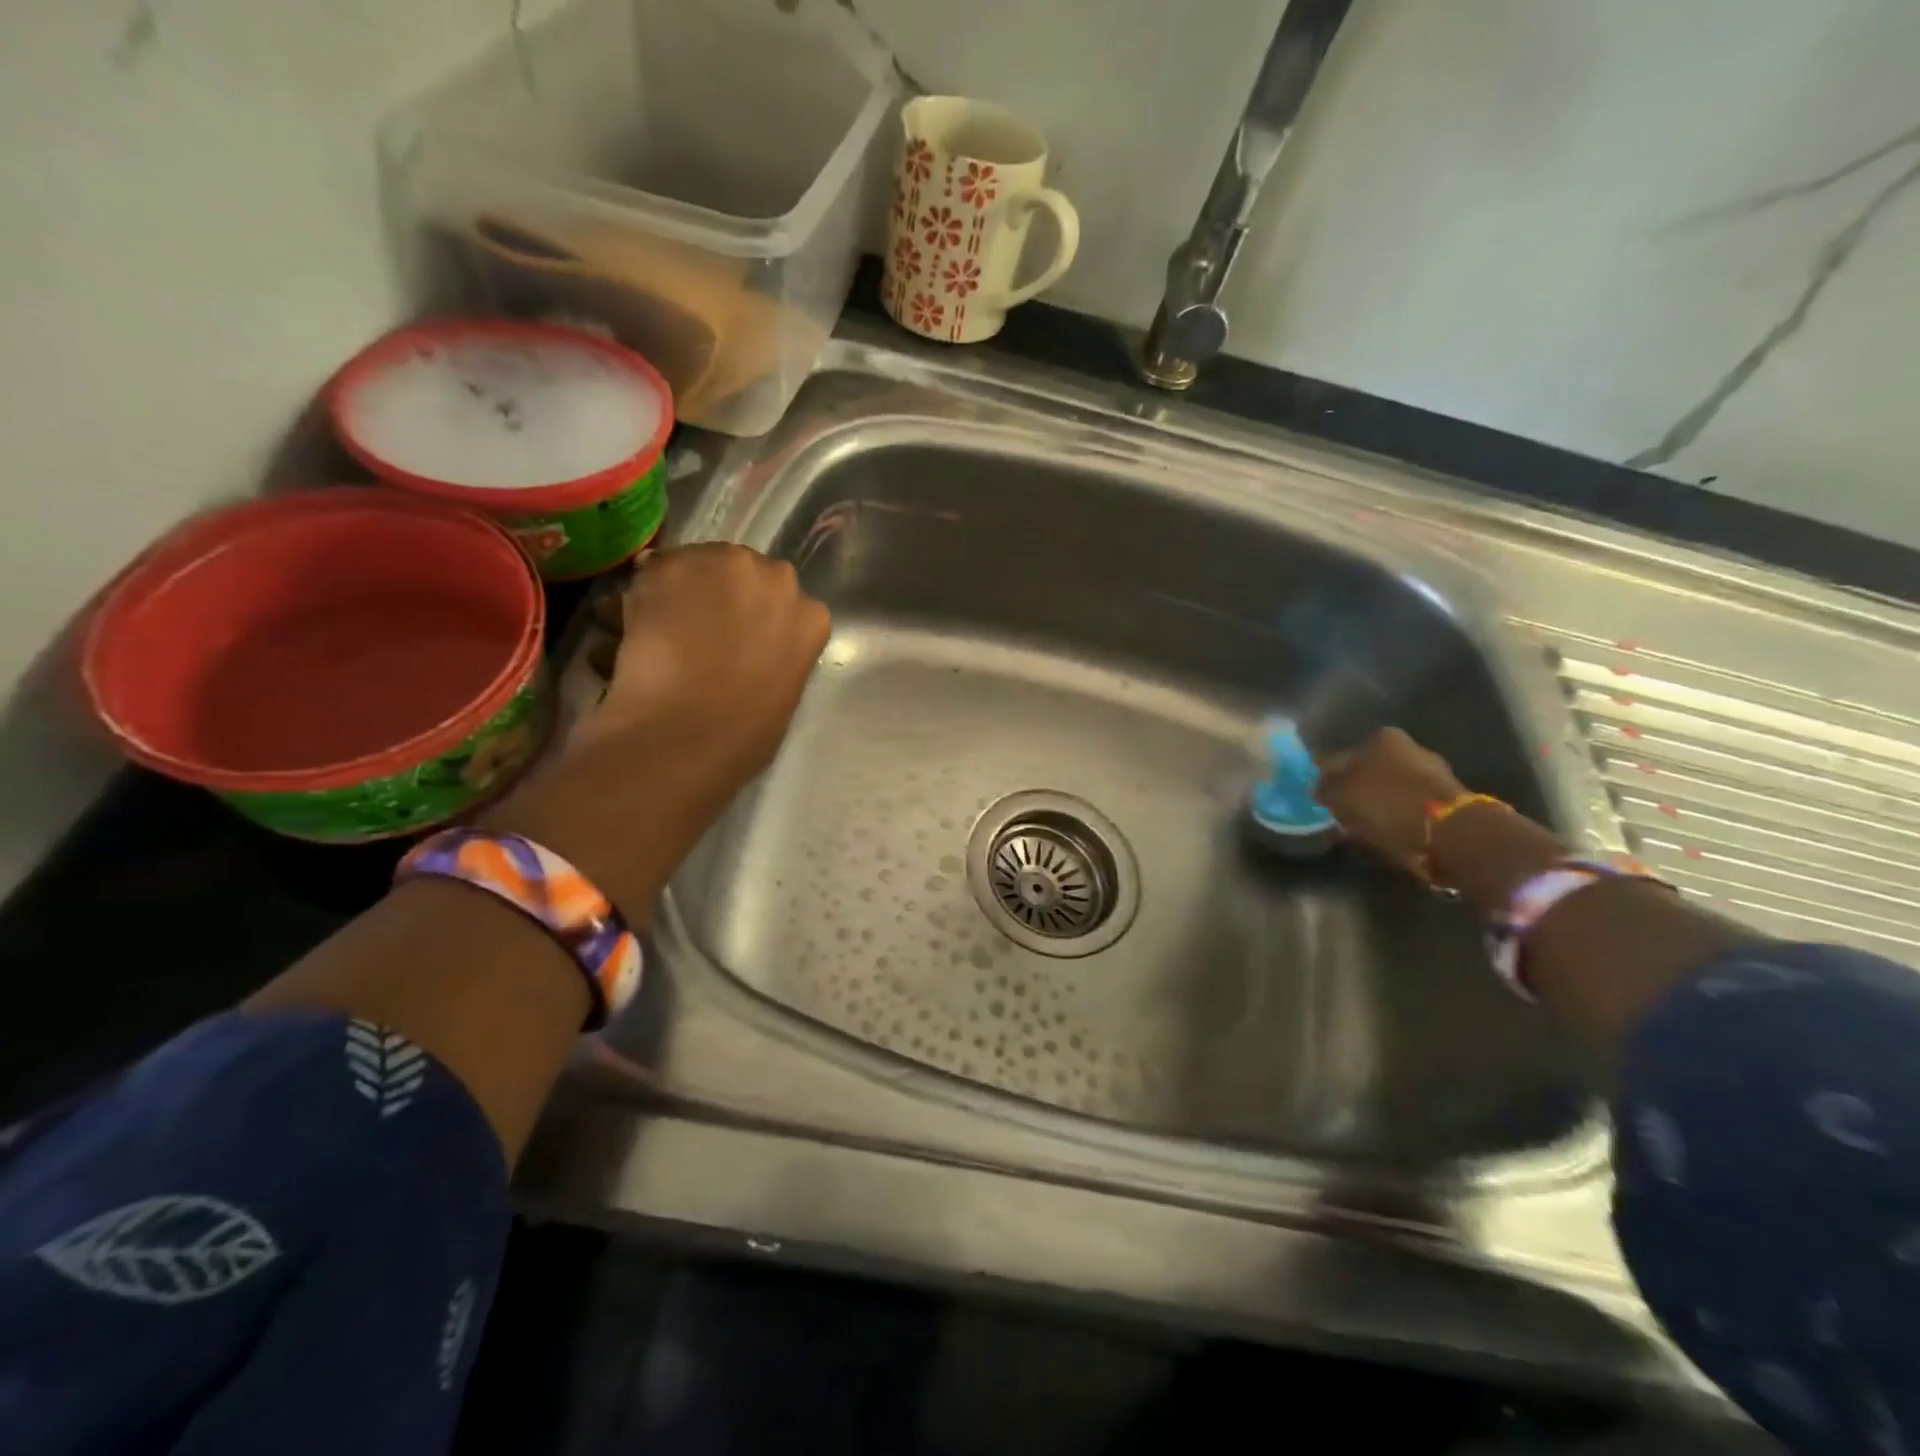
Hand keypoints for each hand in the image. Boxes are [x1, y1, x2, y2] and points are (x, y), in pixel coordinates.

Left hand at [490, 544, 830, 909]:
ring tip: (650, 641)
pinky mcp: (665, 571)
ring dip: (674, 595)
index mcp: (811, 621)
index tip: (723, 648)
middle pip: (741, 572)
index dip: (746, 624)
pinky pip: (652, 574)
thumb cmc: (735, 747)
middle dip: (715, 597)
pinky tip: (628, 639)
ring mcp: (720, 570)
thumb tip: (748, 663)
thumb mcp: (774, 709)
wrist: (677, 749)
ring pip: (694, 565)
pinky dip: (638, 599)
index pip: (784, 600)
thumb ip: (772, 668)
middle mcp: (774, 582)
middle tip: (684, 639)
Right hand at [1313, 728, 1465, 871]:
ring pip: (1387, 787)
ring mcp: (1430, 771)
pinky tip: (1384, 830)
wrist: (1451, 833)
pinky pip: (1406, 804)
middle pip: (1366, 769)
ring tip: (1359, 825)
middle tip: (1337, 811)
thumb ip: (1324, 789)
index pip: (1339, 756)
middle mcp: (1407, 746)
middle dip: (1352, 788)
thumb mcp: (1341, 797)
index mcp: (1380, 738)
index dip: (1324, 777)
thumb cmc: (1387, 805)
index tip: (1316, 796)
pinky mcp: (1446, 797)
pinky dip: (1394, 815)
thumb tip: (1318, 787)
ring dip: (1374, 803)